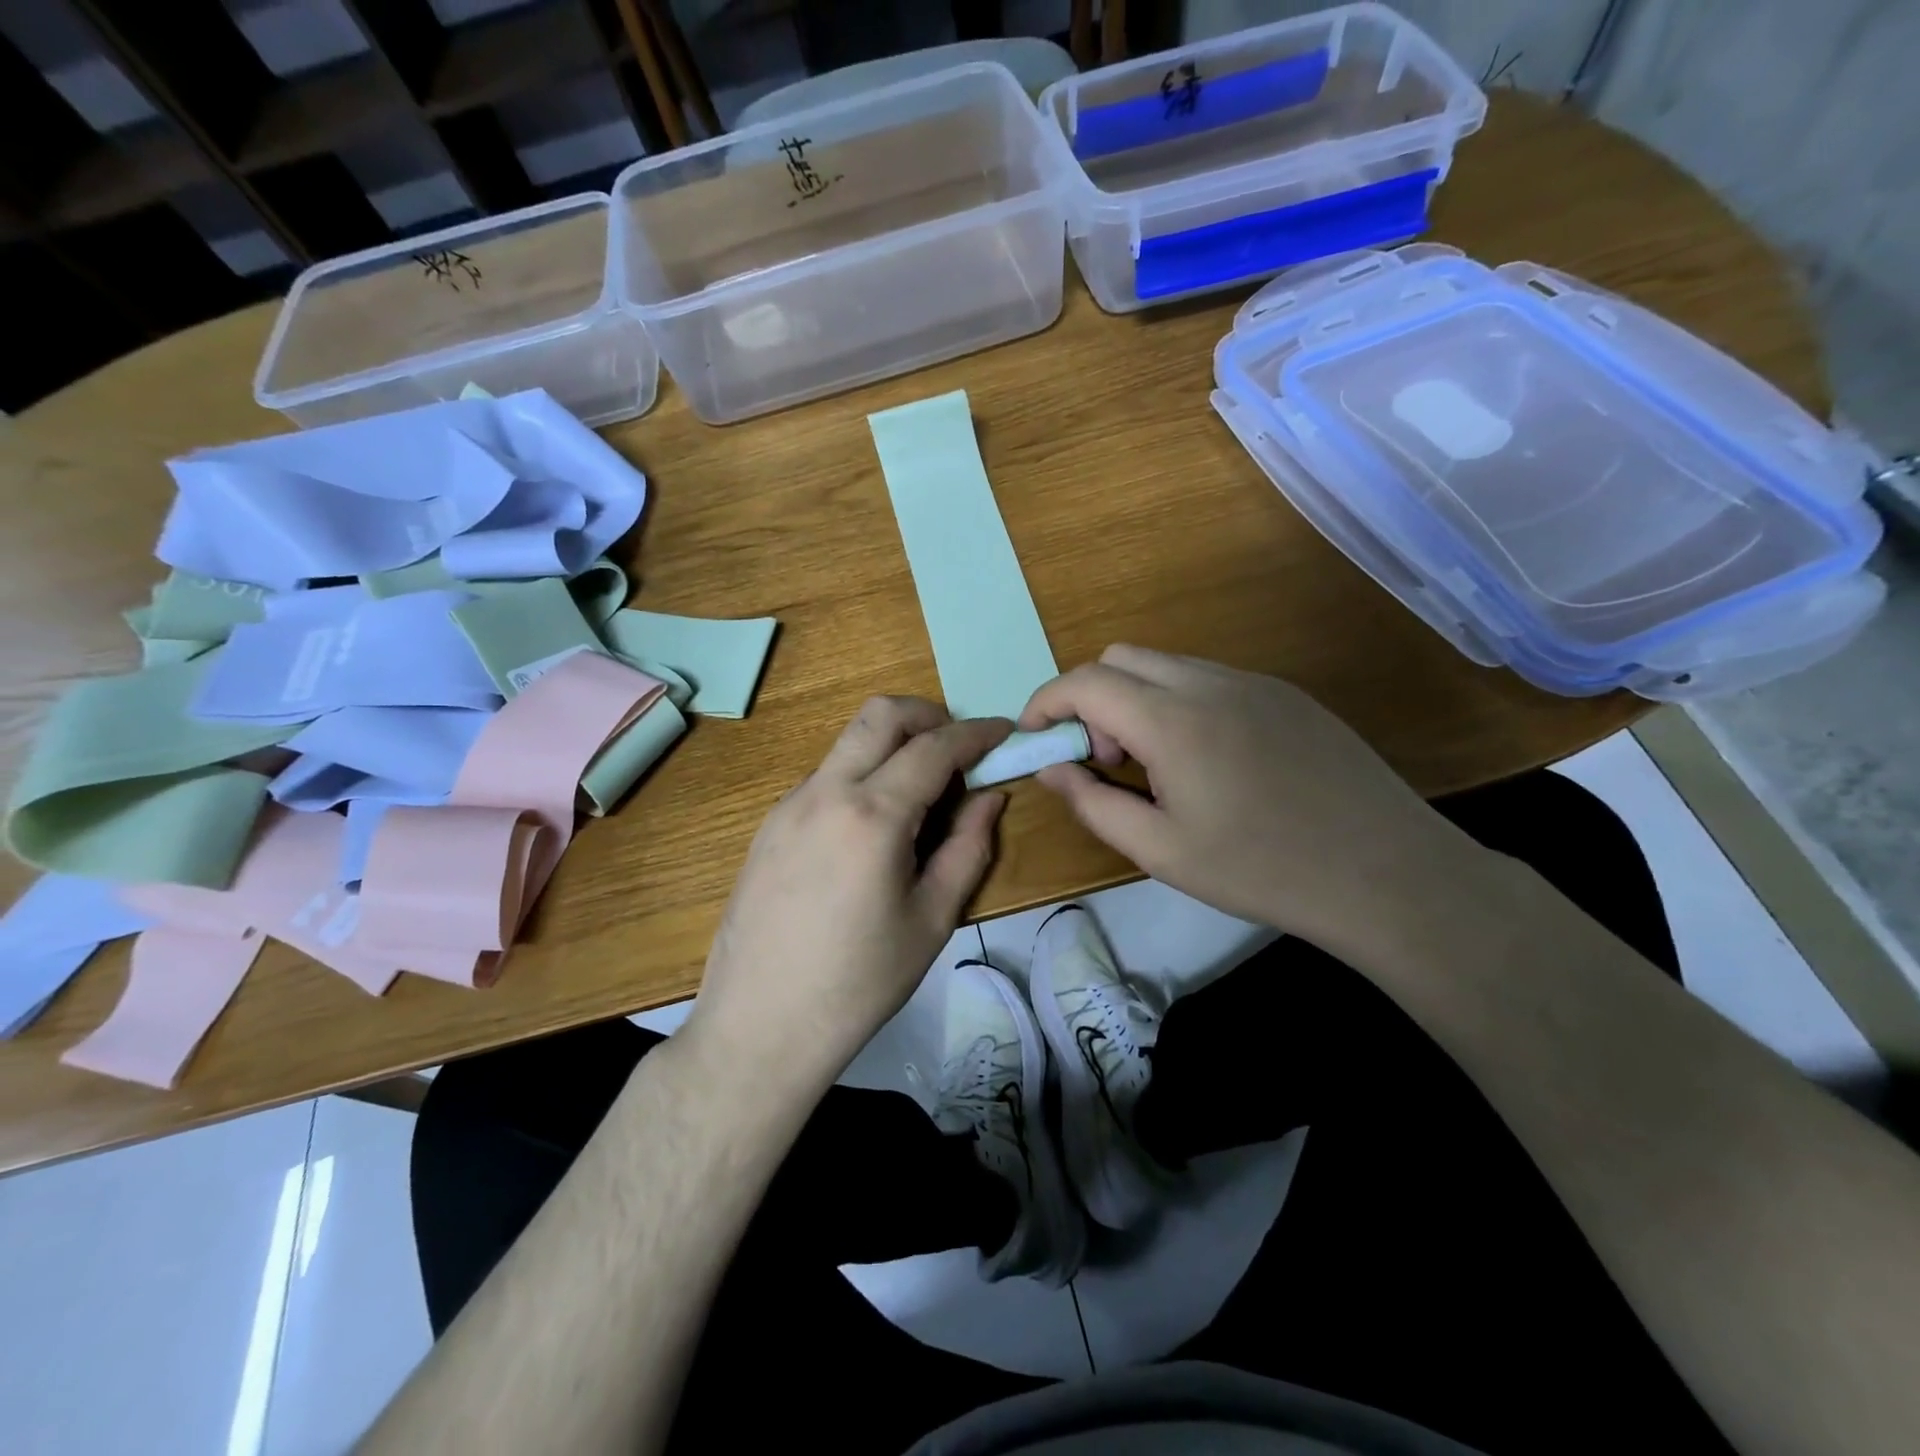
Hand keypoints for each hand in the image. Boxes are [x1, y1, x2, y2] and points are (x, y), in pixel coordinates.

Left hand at [686, 697, 1011, 1093]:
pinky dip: (862, 777)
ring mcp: (788, 805)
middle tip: (960, 748)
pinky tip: (873, 830)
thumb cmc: (860, 982)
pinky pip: (825, 778)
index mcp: (872, 815)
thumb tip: (989, 798)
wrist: (760, 1026)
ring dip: (892, 746)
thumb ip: (968, 847)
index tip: (1005, 732)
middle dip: (929, 715)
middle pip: (881, 715)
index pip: (934, 747)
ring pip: (849, 743)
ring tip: (922, 798)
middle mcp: (824, 792)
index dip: (977, 732)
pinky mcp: (769, 825)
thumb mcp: (932, 919)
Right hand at [1020, 645, 1469, 958]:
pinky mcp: (1285, 694)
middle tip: (1107, 761)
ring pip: (1165, 664)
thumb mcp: (1160, 851)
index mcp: (1173, 719)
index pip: (1085, 681)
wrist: (1386, 872)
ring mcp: (1253, 682)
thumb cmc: (1260, 869)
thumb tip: (1051, 767)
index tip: (1035, 739)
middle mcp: (1210, 682)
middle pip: (1120, 657)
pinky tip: (1207, 761)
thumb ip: (1092, 803)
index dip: (1046, 703)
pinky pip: (1208, 679)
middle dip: (1090, 700)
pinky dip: (1177, 702)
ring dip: (1135, 700)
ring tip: (1157, 768)